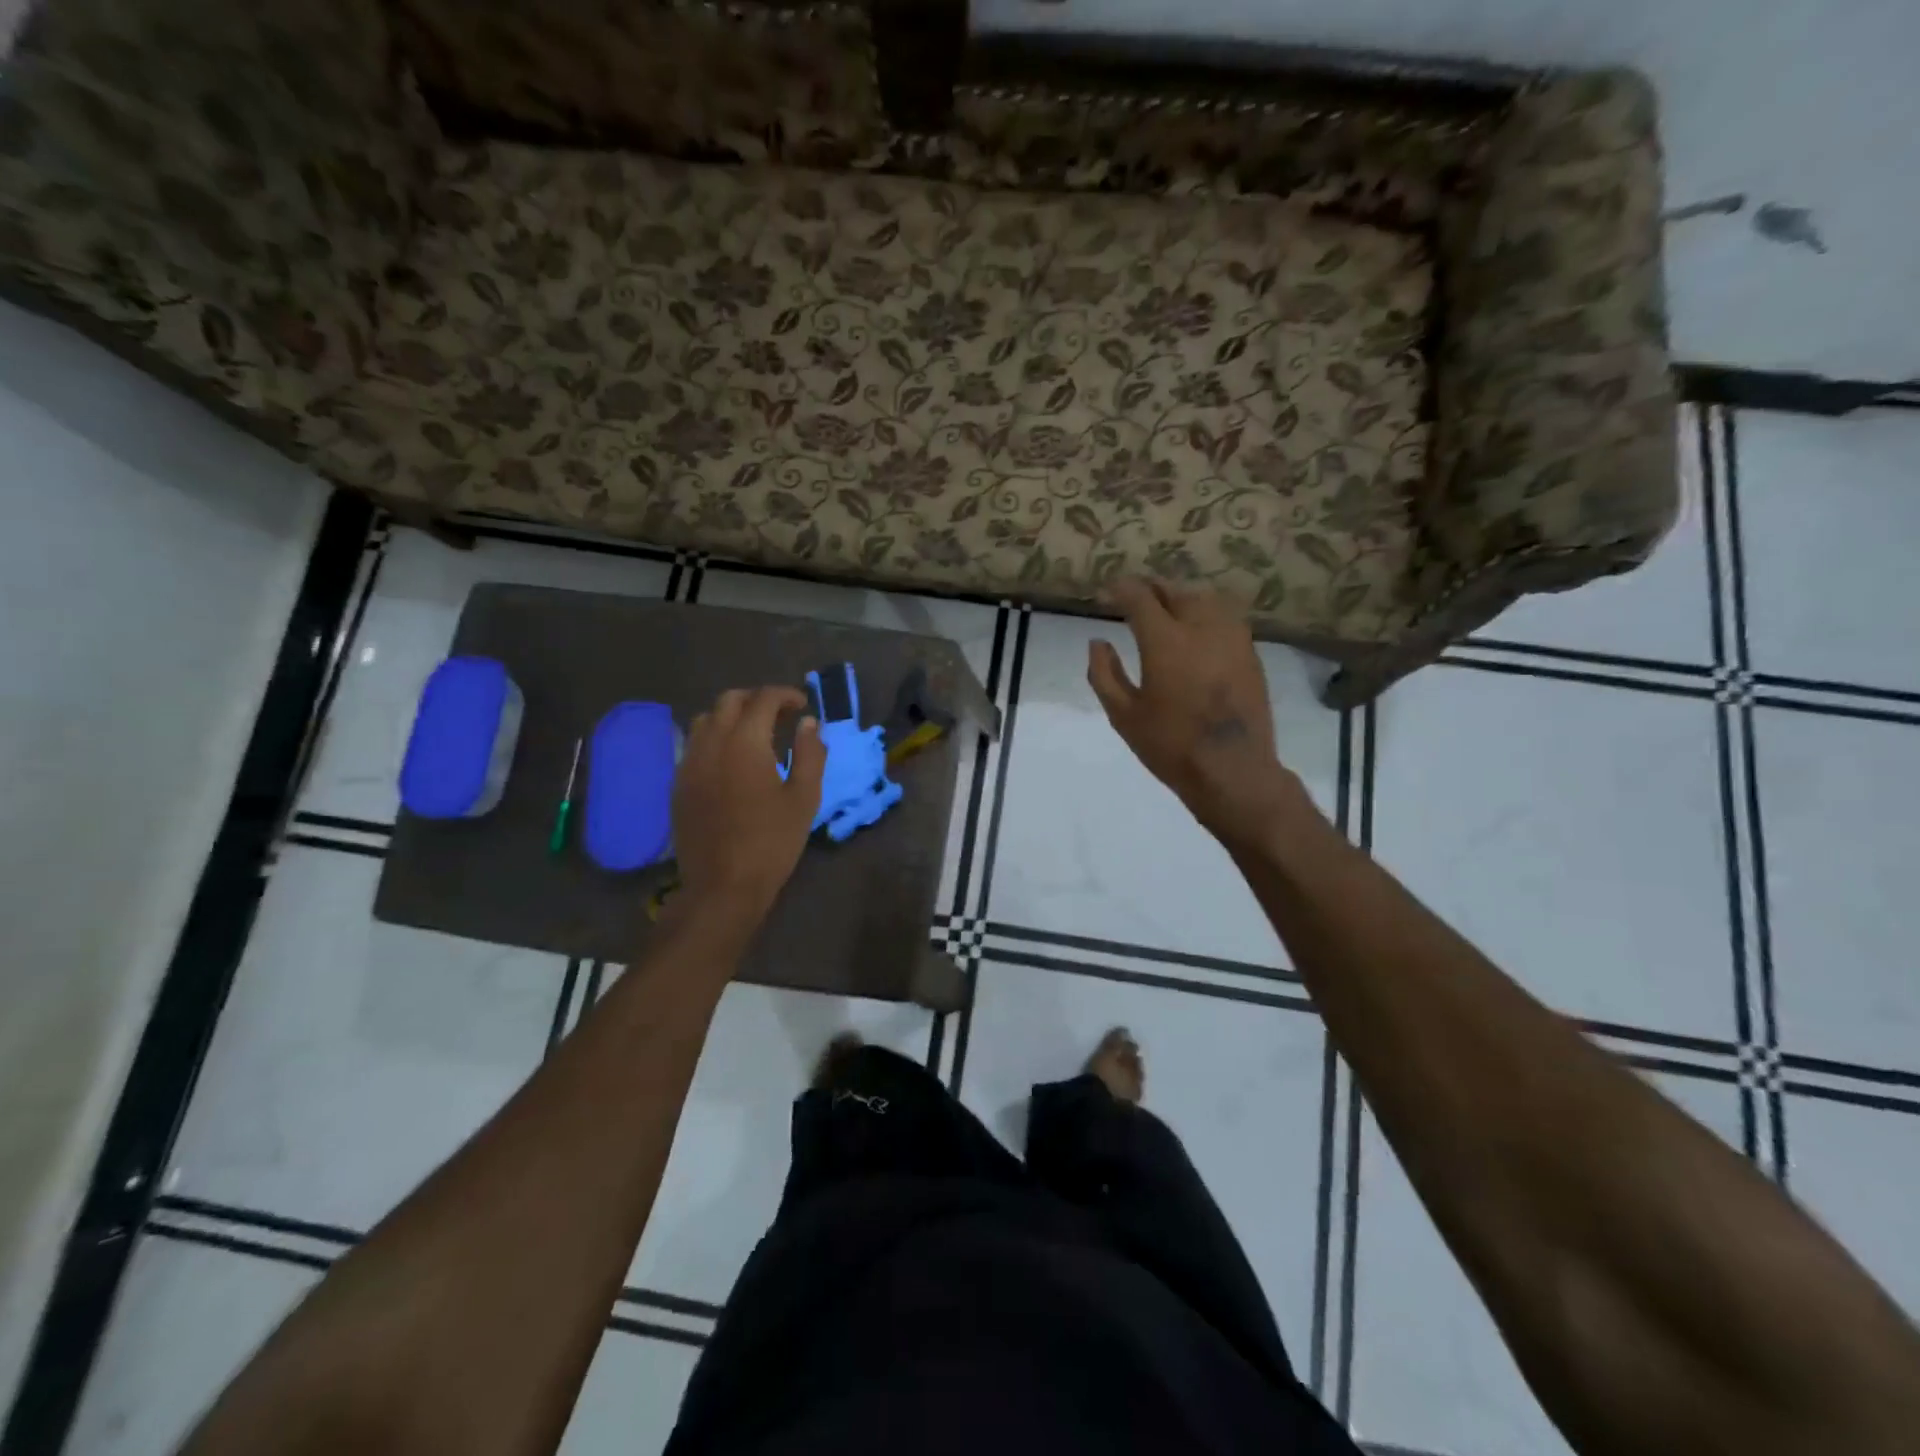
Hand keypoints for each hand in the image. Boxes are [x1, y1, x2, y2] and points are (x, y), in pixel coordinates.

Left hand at [671, 687, 824, 918]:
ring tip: (755, 735)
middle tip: (781, 716)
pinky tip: (731, 761)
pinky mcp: (678, 784)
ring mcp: (689, 763)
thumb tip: (808, 724)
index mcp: (745, 742)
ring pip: (706, 719)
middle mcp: (711, 743)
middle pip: (729, 701)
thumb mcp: (804, 798)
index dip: (786, 695)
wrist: (723, 886)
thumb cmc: (772, 842)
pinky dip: (715, 738)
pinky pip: (695, 745)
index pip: (763, 699)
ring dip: (732, 716)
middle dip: (757, 699)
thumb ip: (810, 754)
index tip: (803, 706)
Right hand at [1088, 579, 1308, 847]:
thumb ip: (1104, 674)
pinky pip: (1225, 618)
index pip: (1140, 597)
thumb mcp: (1123, 715)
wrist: (1233, 770)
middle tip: (1136, 597)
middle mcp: (1201, 627)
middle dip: (1152, 589)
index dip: (1121, 589)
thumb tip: (1098, 643)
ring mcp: (1232, 637)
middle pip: (1175, 591)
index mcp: (1165, 640)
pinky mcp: (1250, 653)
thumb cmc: (1170, 745)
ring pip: (1204, 599)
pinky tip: (1198, 629)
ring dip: (1181, 597)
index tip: (1109, 591)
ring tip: (1167, 607)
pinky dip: (1205, 614)